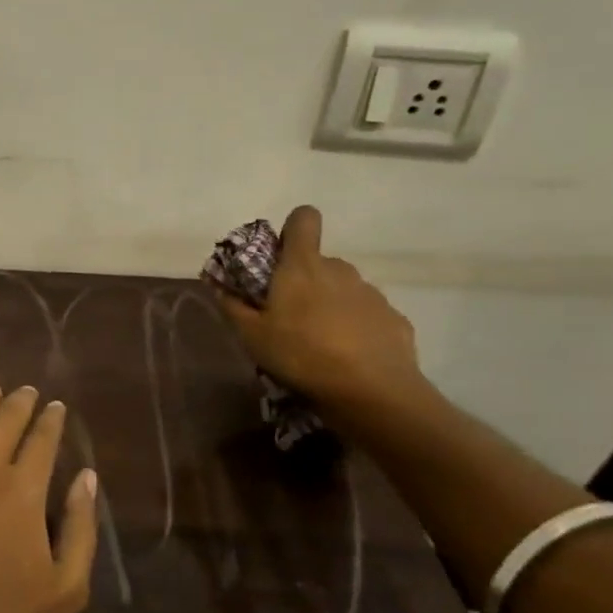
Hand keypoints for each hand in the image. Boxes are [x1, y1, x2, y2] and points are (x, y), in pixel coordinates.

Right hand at [211, 205, 425, 412]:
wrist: (373, 393)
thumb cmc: (302, 354)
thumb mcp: (252, 336)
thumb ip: (232, 306)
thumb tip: (218, 285)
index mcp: (303, 266)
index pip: (303, 219)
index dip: (292, 228)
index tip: (281, 253)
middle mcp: (340, 270)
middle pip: (319, 262)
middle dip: (305, 280)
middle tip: (289, 315)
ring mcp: (372, 294)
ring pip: (344, 289)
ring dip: (331, 305)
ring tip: (320, 342)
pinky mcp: (395, 319)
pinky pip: (367, 315)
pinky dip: (356, 328)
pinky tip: (350, 357)